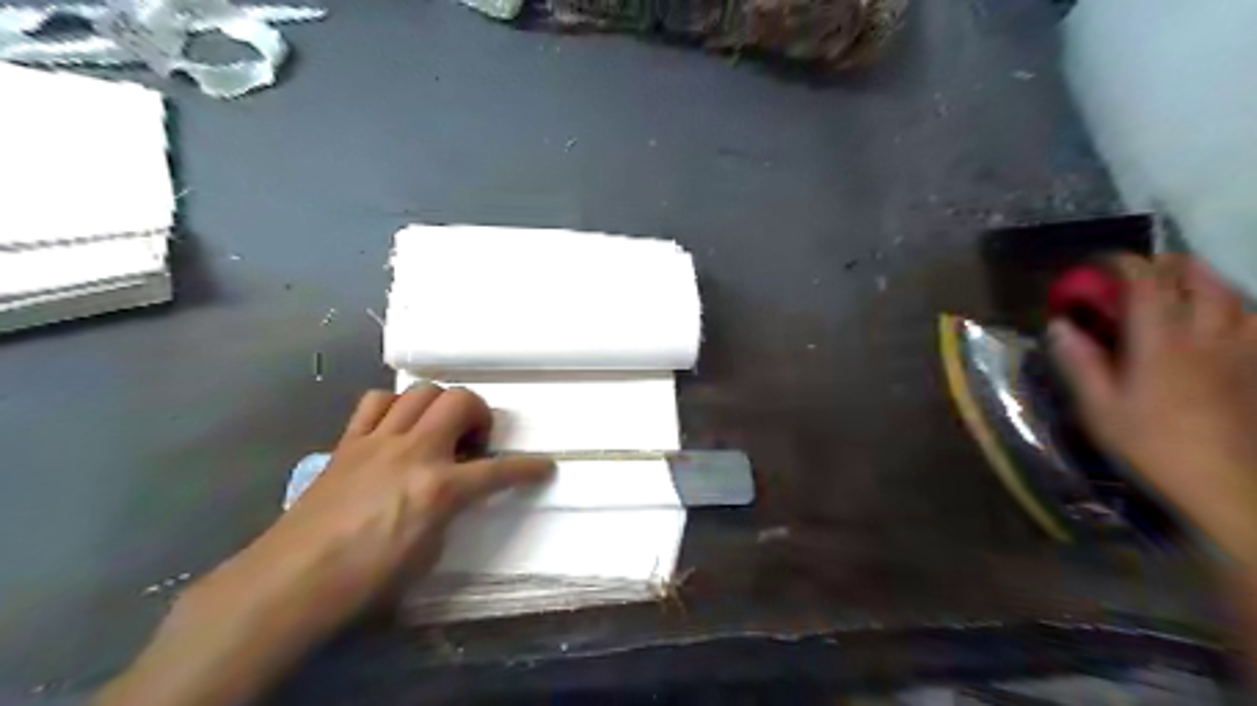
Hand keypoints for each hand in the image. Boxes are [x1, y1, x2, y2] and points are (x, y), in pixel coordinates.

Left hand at [256, 385, 551, 618]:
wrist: (293, 581)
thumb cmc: (367, 579)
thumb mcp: (428, 552)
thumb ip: (450, 511)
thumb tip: (454, 493)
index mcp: (440, 488)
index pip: (500, 470)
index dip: (528, 468)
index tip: (544, 466)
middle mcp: (415, 452)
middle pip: (461, 401)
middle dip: (480, 415)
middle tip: (474, 443)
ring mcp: (379, 441)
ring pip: (422, 391)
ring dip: (440, 405)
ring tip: (438, 430)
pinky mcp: (349, 441)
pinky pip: (376, 402)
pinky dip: (394, 406)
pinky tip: (396, 427)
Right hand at [1049, 254, 1256, 562]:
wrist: (1227, 487)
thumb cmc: (1152, 446)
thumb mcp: (1100, 409)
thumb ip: (1080, 363)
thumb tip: (1059, 326)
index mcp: (1161, 343)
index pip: (1146, 283)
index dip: (1123, 264)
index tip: (1100, 265)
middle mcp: (1207, 336)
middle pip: (1199, 278)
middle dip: (1168, 264)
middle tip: (1140, 274)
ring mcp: (1243, 351)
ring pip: (1235, 295)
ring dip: (1205, 282)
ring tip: (1181, 290)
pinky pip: (1256, 324)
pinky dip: (1237, 311)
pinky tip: (1224, 322)